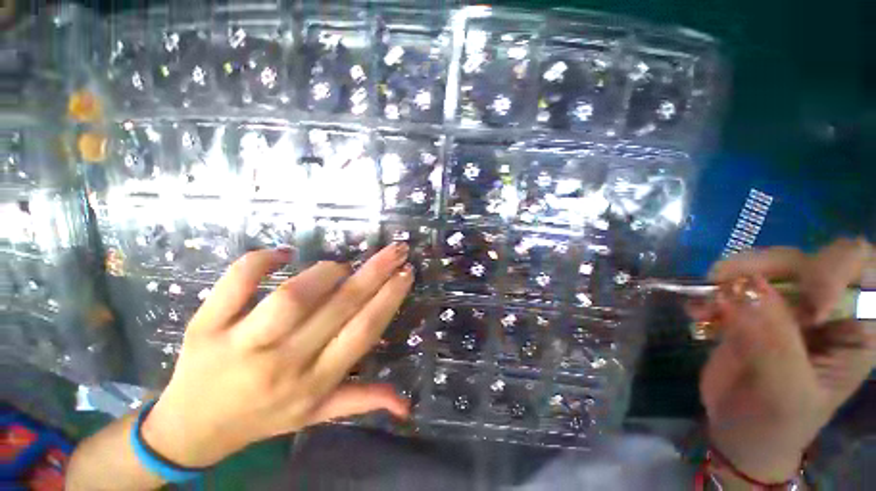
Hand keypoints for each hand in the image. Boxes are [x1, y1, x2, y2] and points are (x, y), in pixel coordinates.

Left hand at [140, 243, 413, 467]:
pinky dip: (261, 260)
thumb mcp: (317, 416)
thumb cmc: (262, 418)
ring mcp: (241, 343)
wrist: (190, 429)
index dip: (388, 298)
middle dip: (375, 272)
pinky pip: (237, 282)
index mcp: (314, 383)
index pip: (362, 332)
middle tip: (396, 250)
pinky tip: (284, 253)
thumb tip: (406, 404)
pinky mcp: (206, 324)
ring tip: (342, 266)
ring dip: (326, 272)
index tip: (406, 273)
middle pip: (338, 307)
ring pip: (292, 296)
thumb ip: (363, 401)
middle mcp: (283, 363)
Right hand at [693, 238, 874, 482]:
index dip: (835, 270)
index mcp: (855, 328)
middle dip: (764, 267)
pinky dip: (709, 292)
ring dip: (728, 278)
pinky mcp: (750, 310)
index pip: (863, 269)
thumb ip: (775, 341)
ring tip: (702, 306)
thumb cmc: (776, 423)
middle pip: (806, 260)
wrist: (739, 432)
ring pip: (764, 266)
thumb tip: (745, 287)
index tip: (805, 306)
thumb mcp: (785, 392)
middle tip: (721, 283)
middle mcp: (826, 309)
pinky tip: (696, 312)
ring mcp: (785, 308)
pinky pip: (730, 284)